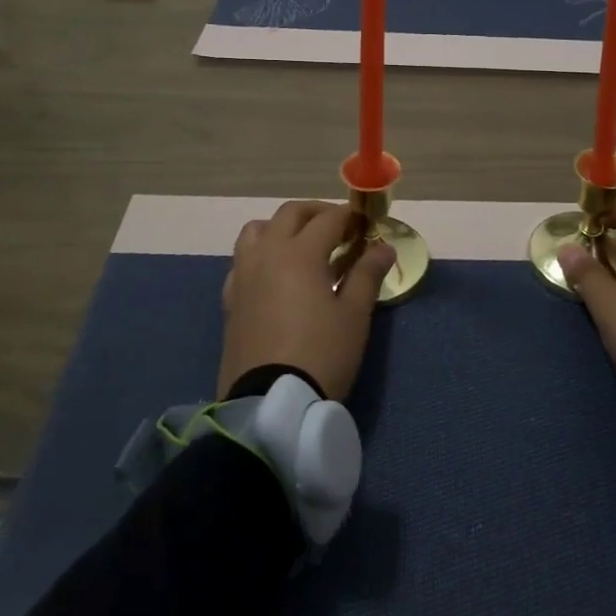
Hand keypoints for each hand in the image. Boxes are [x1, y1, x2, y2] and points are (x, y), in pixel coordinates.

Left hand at [219, 200, 394, 400]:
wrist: (271, 403)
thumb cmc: (322, 354)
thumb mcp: (354, 315)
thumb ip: (368, 274)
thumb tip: (384, 247)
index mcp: (299, 253)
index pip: (328, 219)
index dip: (350, 217)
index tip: (367, 224)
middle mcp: (266, 254)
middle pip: (289, 214)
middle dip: (317, 213)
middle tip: (340, 227)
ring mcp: (243, 275)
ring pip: (257, 230)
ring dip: (282, 227)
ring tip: (303, 245)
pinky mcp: (231, 299)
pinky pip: (243, 260)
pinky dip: (261, 254)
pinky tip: (276, 275)